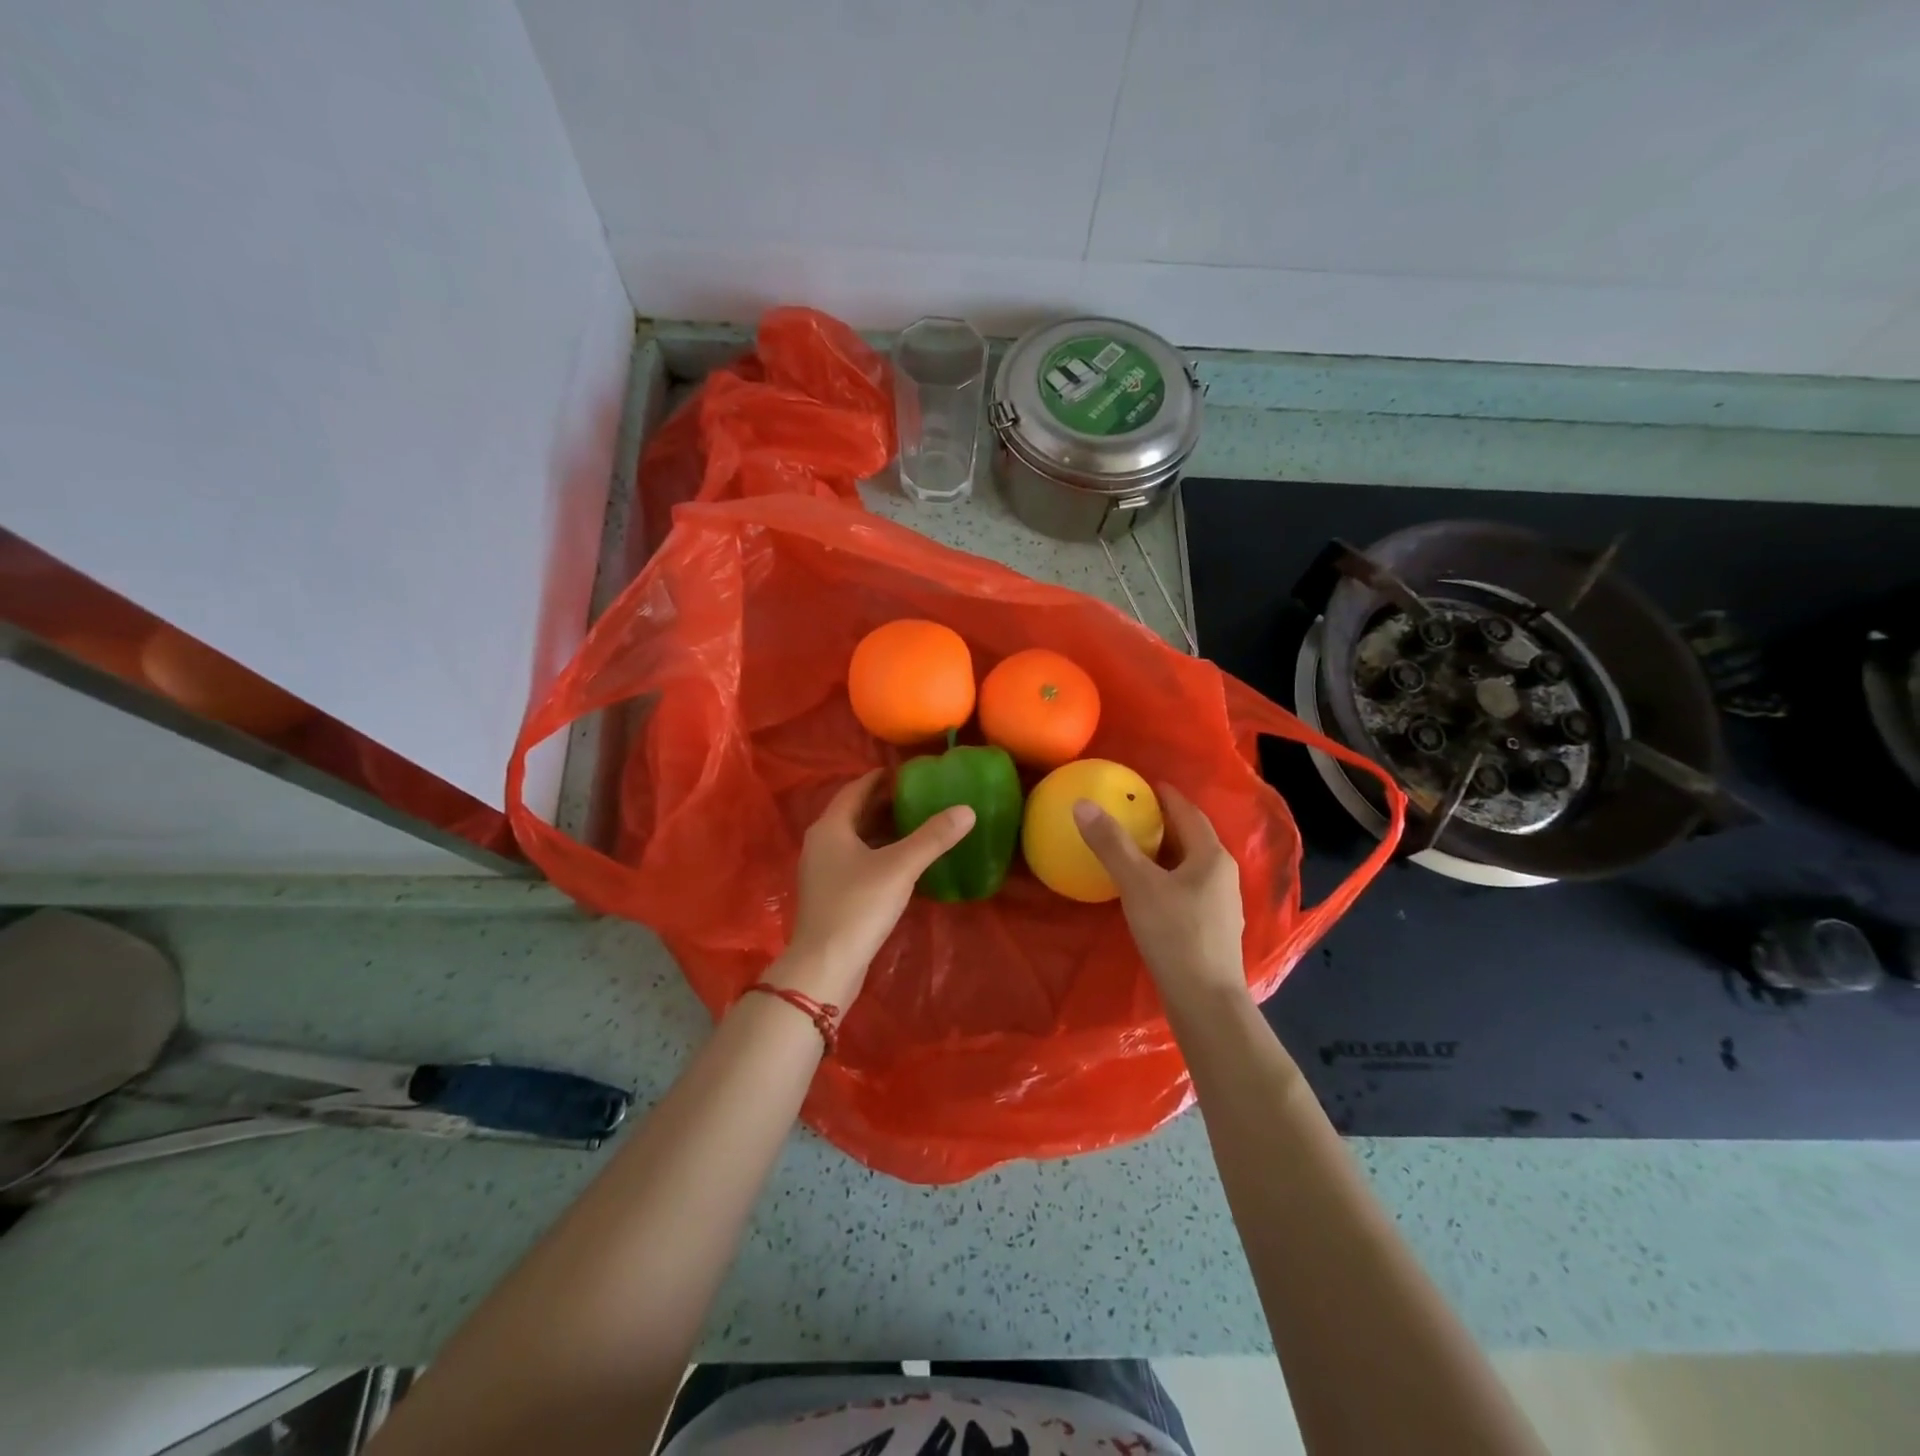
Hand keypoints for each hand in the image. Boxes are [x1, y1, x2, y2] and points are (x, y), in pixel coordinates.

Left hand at [772, 769, 974, 1005]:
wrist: (825, 965)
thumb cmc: (858, 906)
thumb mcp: (900, 867)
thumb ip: (933, 837)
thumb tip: (967, 810)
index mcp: (830, 827)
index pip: (855, 789)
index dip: (880, 778)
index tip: (907, 772)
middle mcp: (821, 844)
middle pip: (854, 813)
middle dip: (884, 804)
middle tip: (919, 796)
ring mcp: (823, 872)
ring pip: (856, 839)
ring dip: (882, 830)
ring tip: (916, 825)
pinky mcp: (831, 895)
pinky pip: (856, 862)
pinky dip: (878, 853)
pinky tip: (903, 863)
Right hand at [1073, 785, 1248, 1011]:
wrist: (1205, 1000)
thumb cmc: (1175, 934)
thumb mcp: (1138, 884)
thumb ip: (1111, 844)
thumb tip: (1083, 804)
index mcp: (1211, 856)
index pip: (1188, 813)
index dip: (1166, 796)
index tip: (1145, 785)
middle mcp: (1223, 875)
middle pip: (1192, 838)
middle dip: (1165, 824)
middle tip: (1133, 814)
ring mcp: (1222, 904)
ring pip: (1191, 866)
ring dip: (1166, 852)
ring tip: (1136, 848)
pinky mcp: (1213, 929)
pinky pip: (1188, 889)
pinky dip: (1167, 878)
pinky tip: (1148, 890)